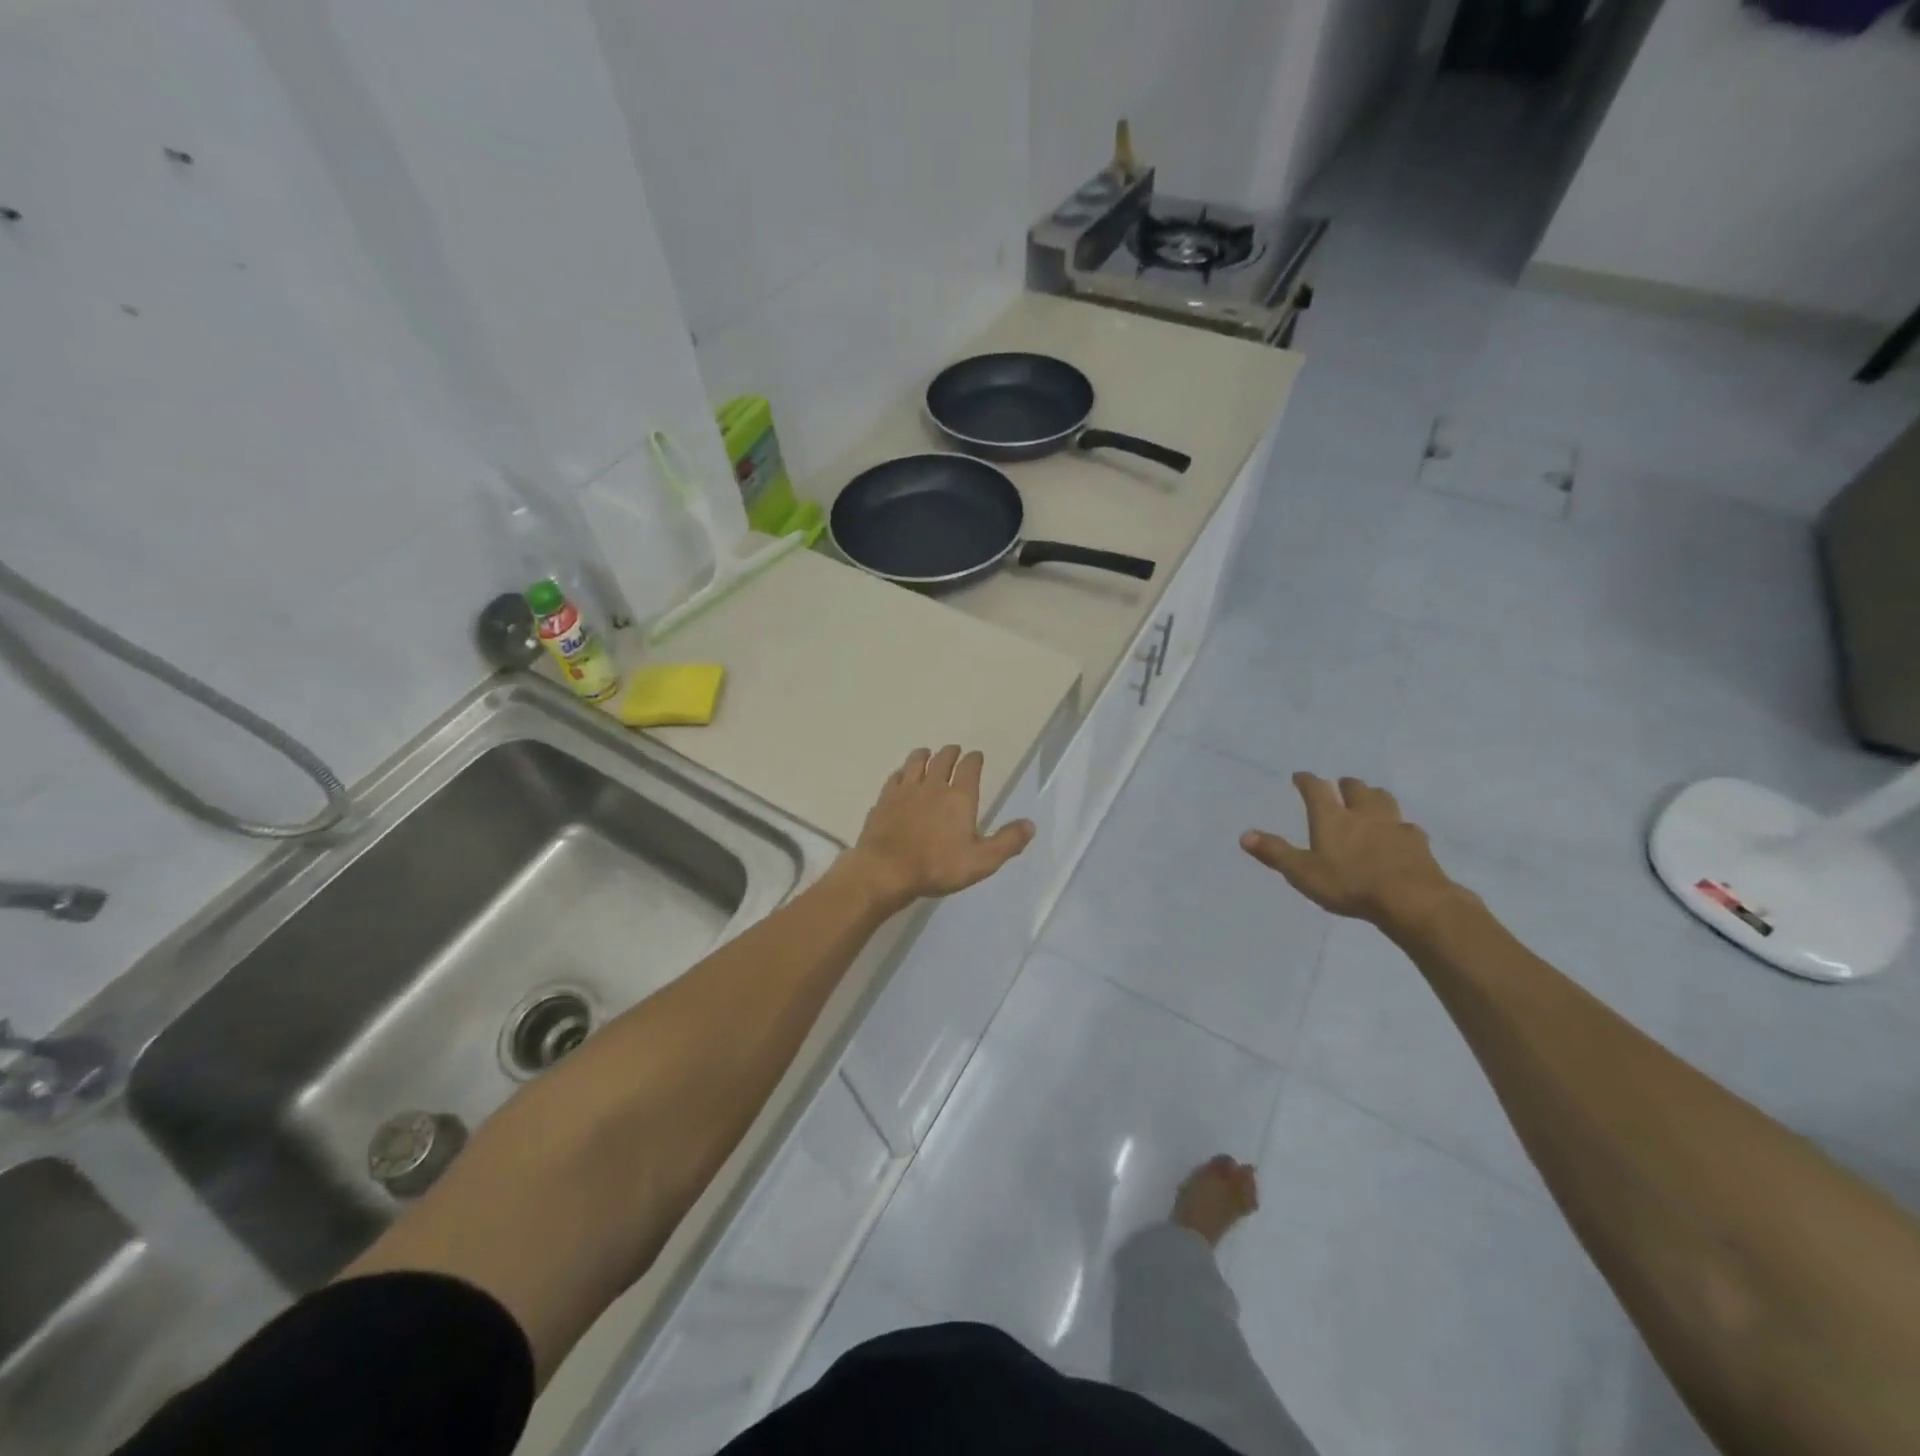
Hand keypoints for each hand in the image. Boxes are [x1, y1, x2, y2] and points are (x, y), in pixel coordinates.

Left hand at [845, 746, 1035, 906]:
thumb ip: (1007, 842)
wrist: (886, 870)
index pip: (969, 767)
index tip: (976, 756)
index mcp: (959, 797)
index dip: (974, 759)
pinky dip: (901, 773)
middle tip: (954, 751)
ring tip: (926, 753)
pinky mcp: (884, 799)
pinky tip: (900, 776)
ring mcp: (905, 790)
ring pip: (916, 762)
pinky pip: (894, 778)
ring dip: (924, 755)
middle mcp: (933, 786)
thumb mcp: (981, 861)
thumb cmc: (937, 866)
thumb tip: (1030, 824)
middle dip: (950, 752)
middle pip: (942, 759)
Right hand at [1240, 774, 1460, 930]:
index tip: (1300, 776)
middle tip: (1339, 786)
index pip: (1316, 789)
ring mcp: (1394, 825)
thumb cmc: (1350, 884)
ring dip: (1374, 796)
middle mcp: (1363, 813)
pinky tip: (1400, 834)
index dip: (1306, 780)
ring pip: (1384, 799)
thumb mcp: (1303, 872)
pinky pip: (1407, 826)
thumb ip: (1275, 853)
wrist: (1411, 900)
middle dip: (1345, 785)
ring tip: (1370, 800)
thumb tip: (1244, 835)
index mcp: (1332, 818)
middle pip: (1355, 788)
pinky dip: (1399, 826)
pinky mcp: (1418, 843)